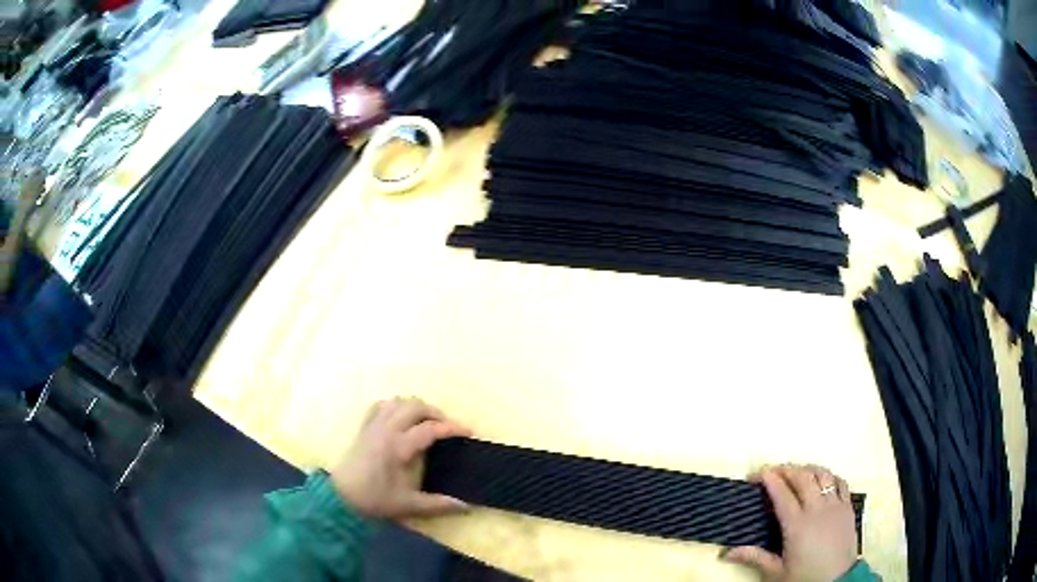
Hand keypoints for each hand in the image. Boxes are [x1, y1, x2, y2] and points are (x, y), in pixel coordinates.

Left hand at [331, 397, 471, 519]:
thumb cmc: (375, 500)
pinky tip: (401, 419)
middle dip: (436, 412)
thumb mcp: (409, 505)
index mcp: (398, 447)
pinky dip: (395, 406)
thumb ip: (439, 504)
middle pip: (415, 406)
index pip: (430, 429)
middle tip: (448, 426)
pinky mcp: (364, 427)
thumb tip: (466, 506)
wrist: (341, 497)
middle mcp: (386, 430)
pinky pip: (381, 406)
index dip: (452, 428)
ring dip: (416, 407)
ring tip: (427, 421)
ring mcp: (373, 426)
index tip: (468, 432)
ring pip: (398, 401)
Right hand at [722, 464, 857, 581]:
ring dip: (808, 469)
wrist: (837, 581)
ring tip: (797, 471)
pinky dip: (829, 476)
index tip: (757, 473)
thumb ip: (755, 557)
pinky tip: (822, 480)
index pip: (782, 493)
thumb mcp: (776, 572)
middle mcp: (817, 509)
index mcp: (797, 525)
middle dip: (786, 469)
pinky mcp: (848, 506)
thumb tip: (726, 553)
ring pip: (823, 475)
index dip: (769, 479)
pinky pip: (840, 482)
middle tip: (773, 470)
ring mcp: (836, 505)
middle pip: (803, 477)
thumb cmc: (805, 577)